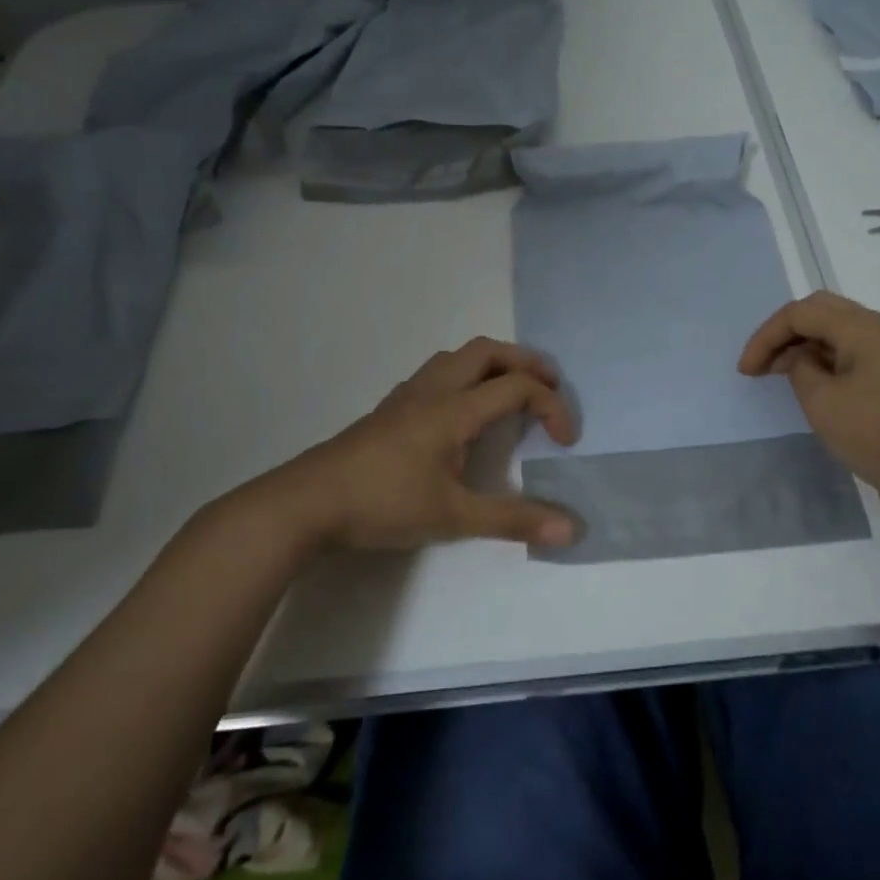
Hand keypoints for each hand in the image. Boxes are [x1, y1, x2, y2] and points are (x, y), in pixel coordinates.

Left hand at [222, 338, 579, 553]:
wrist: (307, 503)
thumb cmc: (384, 503)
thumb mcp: (454, 516)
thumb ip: (513, 519)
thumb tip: (571, 528)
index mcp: (454, 409)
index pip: (517, 388)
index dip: (552, 407)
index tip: (566, 442)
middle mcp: (434, 390)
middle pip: (488, 351)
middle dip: (526, 362)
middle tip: (550, 387)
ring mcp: (408, 395)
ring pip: (458, 357)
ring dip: (493, 364)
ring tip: (511, 392)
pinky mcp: (391, 408)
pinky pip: (438, 372)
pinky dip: (466, 376)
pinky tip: (463, 411)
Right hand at [739, 291, 879, 526]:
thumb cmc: (877, 437)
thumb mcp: (822, 403)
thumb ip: (800, 369)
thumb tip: (800, 358)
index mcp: (866, 328)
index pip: (802, 313)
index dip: (767, 336)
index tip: (746, 370)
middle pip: (823, 310)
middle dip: (785, 333)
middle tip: (762, 364)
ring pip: (841, 328)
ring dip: (806, 343)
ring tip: (781, 373)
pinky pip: (857, 347)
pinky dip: (828, 356)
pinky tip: (813, 379)